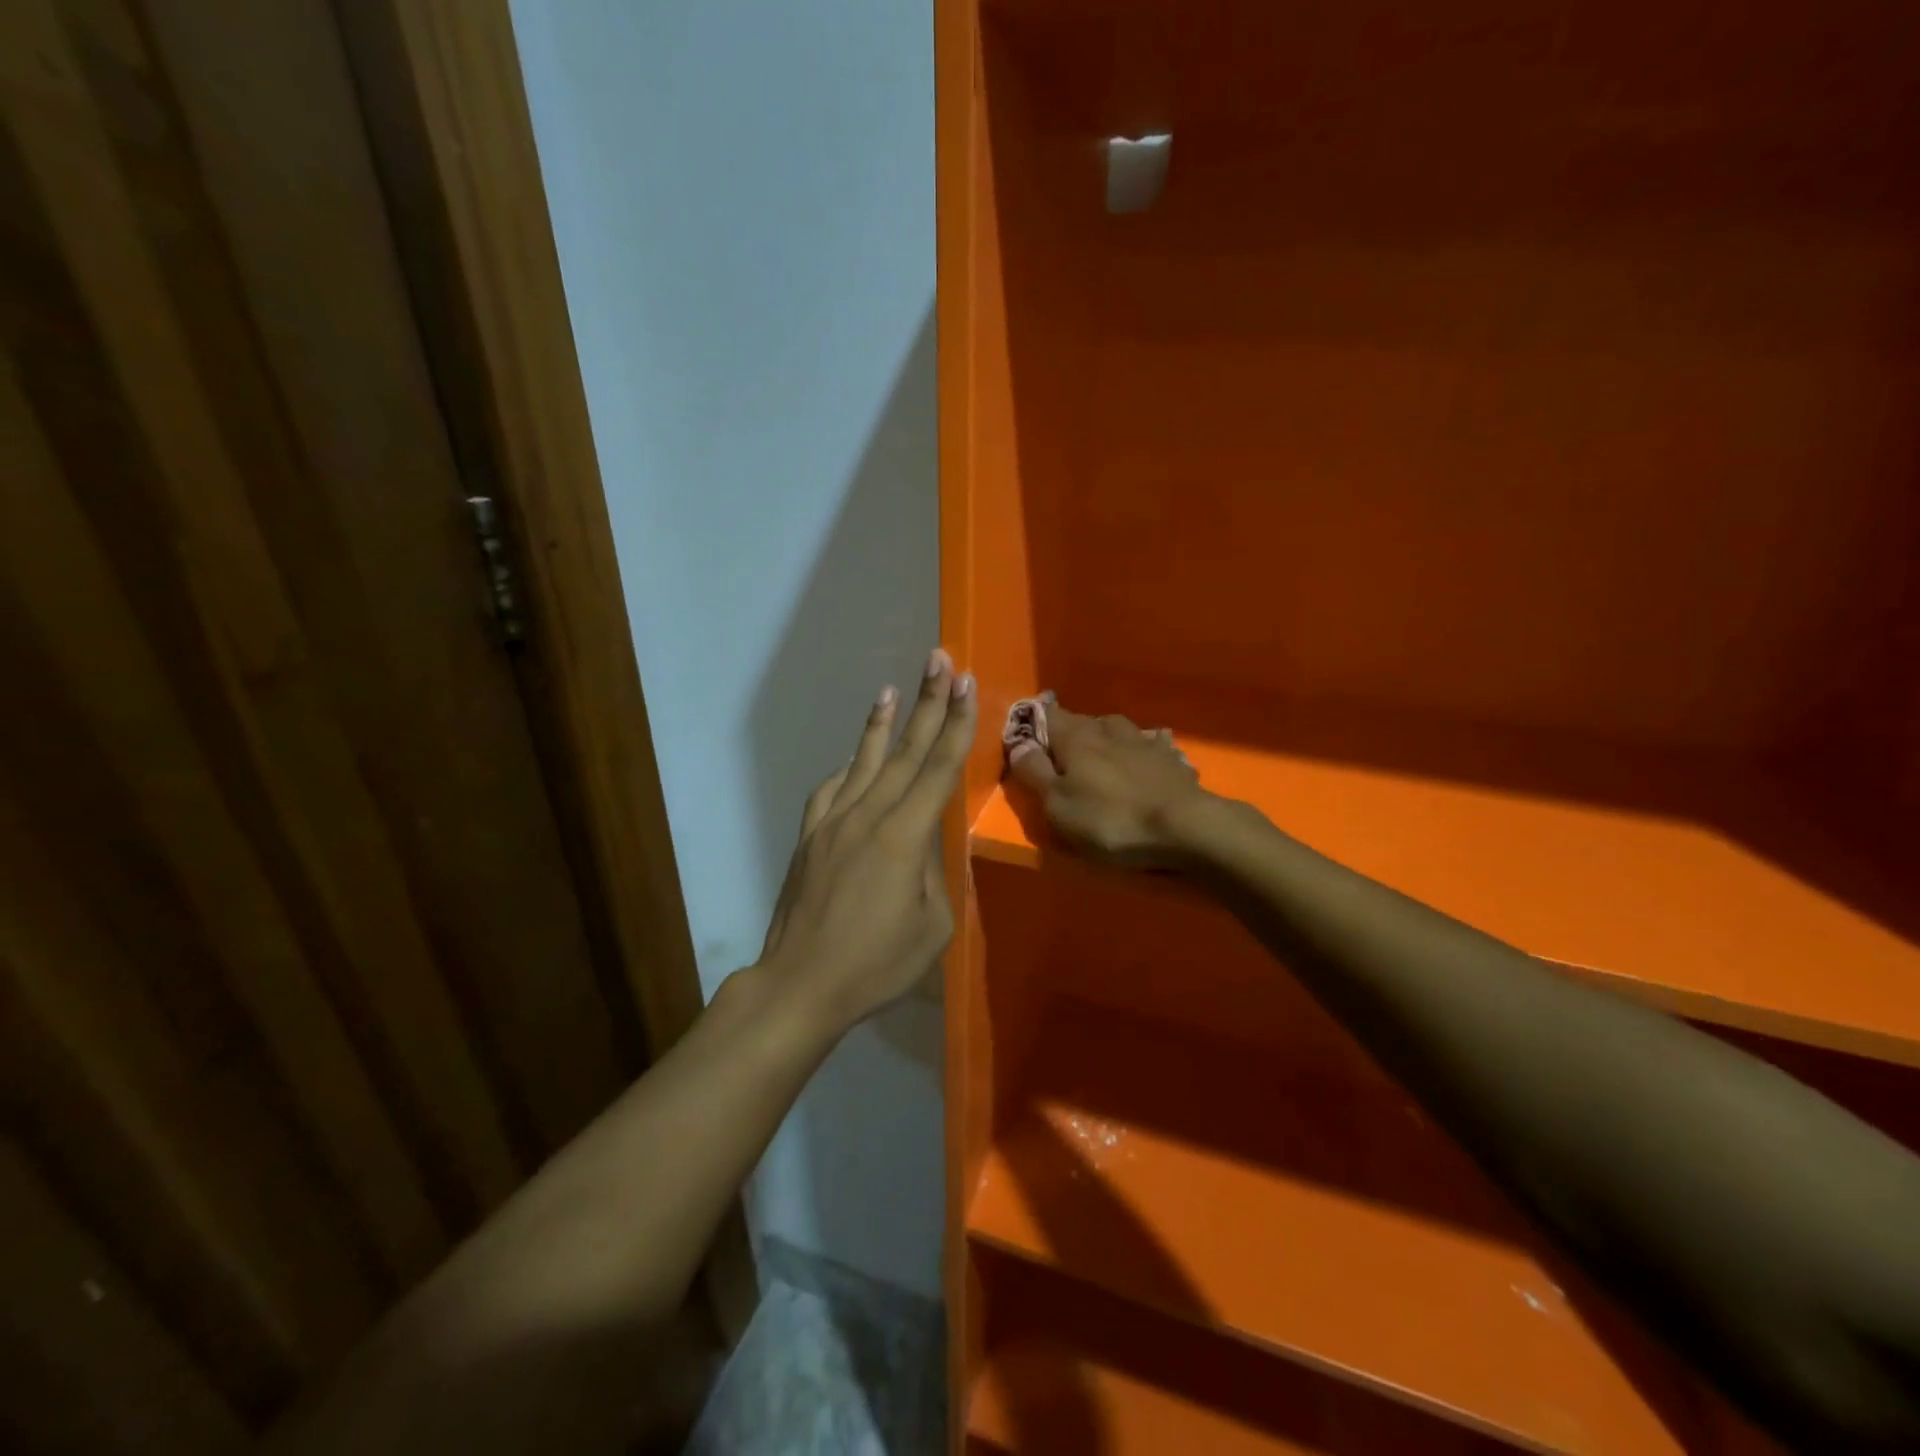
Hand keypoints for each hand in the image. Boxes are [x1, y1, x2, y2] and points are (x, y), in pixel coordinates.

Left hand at [758, 649, 976, 1032]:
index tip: (966, 684)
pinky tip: (855, 756)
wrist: (800, 984)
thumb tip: (925, 839)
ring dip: (882, 722)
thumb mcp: (932, 925)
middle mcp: (868, 815)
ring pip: (864, 760)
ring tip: (893, 688)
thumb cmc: (876, 964)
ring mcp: (833, 822)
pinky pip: (832, 789)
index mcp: (904, 836)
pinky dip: (848, 766)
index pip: (938, 768)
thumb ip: (934, 871)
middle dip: (927, 703)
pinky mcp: (810, 836)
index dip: (956, 724)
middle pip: (904, 750)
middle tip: (939, 660)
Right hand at [1007, 702, 1209, 867]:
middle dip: (1068, 735)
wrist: (1186, 827)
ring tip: (1100, 760)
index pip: (1046, 715)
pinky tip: (1141, 765)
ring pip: (1115, 730)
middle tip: (1061, 757)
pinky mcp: (1171, 758)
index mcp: (1075, 736)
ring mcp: (1144, 740)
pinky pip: (1146, 747)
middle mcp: (1108, 728)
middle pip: (1081, 722)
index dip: (1033, 722)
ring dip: (1104, 741)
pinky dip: (1138, 754)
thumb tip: (1016, 744)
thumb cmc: (1111, 818)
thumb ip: (1033, 772)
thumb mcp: (1058, 804)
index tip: (1025, 735)